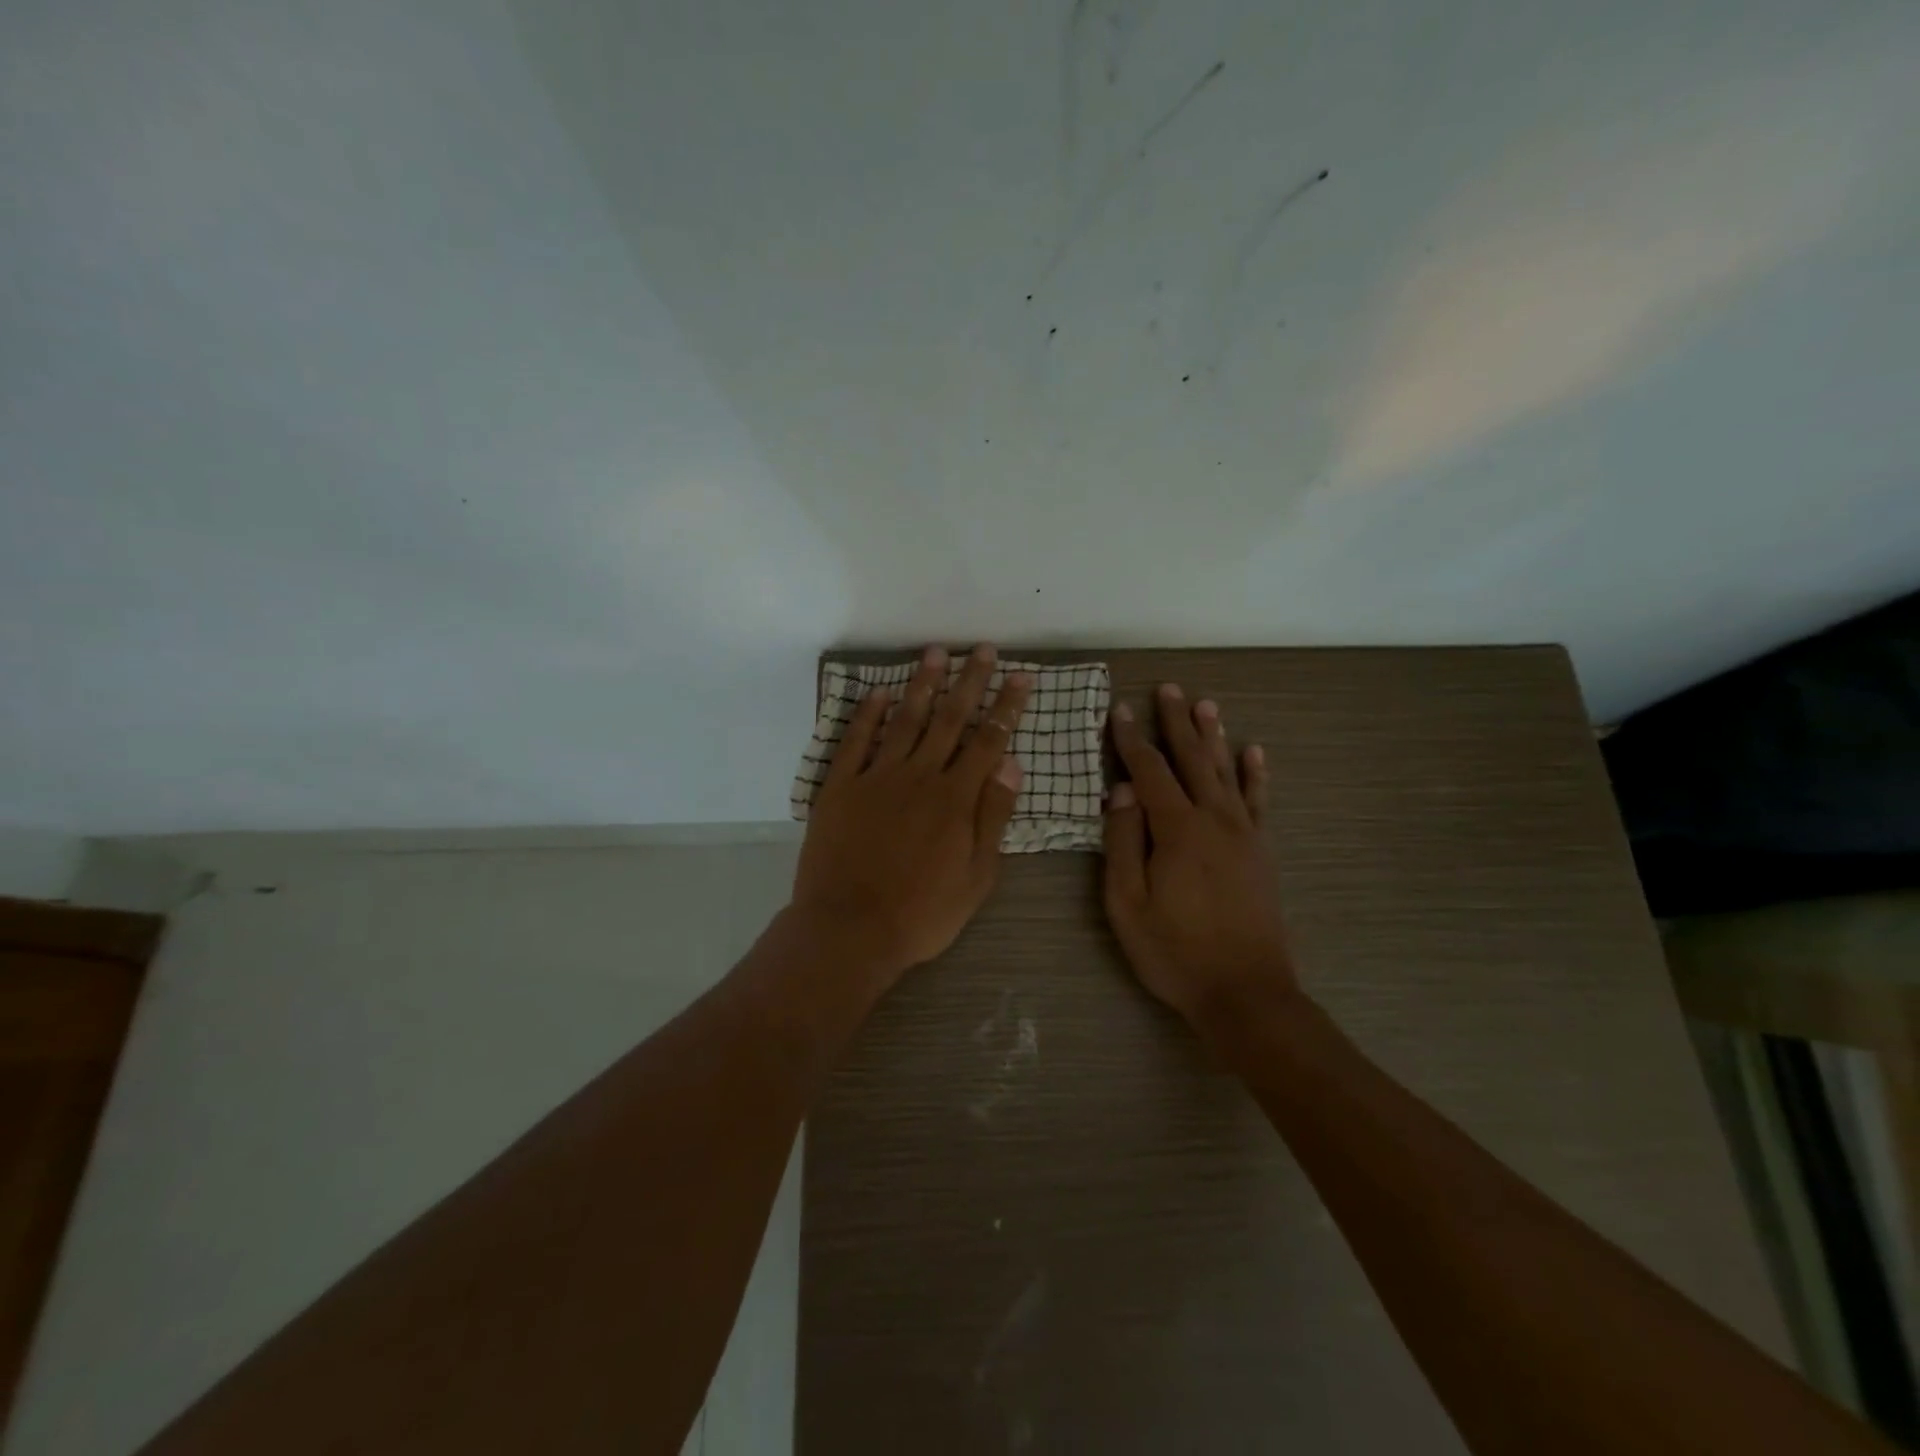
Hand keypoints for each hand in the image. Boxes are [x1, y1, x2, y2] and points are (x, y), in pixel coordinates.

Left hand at [792, 644, 1030, 985]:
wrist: (849, 929)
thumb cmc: (922, 913)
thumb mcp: (976, 876)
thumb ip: (993, 817)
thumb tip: (1011, 764)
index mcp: (955, 798)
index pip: (988, 741)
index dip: (1006, 707)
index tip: (1020, 676)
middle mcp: (919, 776)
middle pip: (950, 719)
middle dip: (970, 682)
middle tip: (984, 649)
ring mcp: (876, 778)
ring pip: (905, 721)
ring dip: (923, 685)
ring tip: (936, 652)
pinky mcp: (840, 787)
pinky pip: (855, 742)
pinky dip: (867, 714)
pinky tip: (879, 692)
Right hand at [1103, 684, 1297, 1027]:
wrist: (1246, 993)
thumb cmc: (1174, 951)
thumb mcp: (1127, 902)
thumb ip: (1122, 841)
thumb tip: (1120, 790)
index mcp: (1177, 829)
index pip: (1149, 771)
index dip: (1131, 739)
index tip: (1119, 709)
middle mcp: (1214, 819)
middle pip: (1192, 759)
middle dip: (1176, 722)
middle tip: (1169, 688)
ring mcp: (1244, 834)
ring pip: (1226, 771)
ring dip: (1214, 736)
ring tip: (1206, 704)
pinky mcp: (1262, 852)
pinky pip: (1258, 801)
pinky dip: (1255, 773)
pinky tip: (1254, 752)